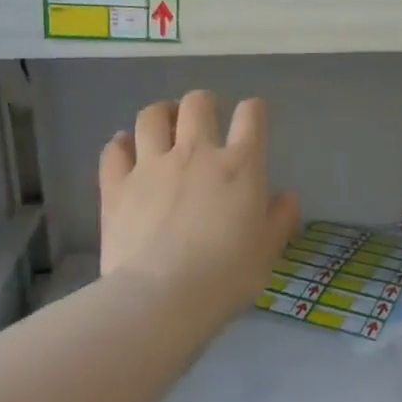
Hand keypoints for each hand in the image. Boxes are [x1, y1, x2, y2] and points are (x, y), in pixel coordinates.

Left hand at [99, 91, 299, 322]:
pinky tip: (125, 149)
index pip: (252, 115)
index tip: (252, 117)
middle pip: (197, 103)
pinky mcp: (116, 186)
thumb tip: (287, 196)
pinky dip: (121, 144)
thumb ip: (280, 219)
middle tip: (205, 118)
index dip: (253, 110)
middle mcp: (196, 153)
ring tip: (164, 124)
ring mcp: (151, 166)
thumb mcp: (267, 252)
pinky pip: (114, 150)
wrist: (161, 297)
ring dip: (161, 114)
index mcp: (240, 166)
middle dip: (204, 103)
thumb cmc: (226, 277)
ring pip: (151, 116)